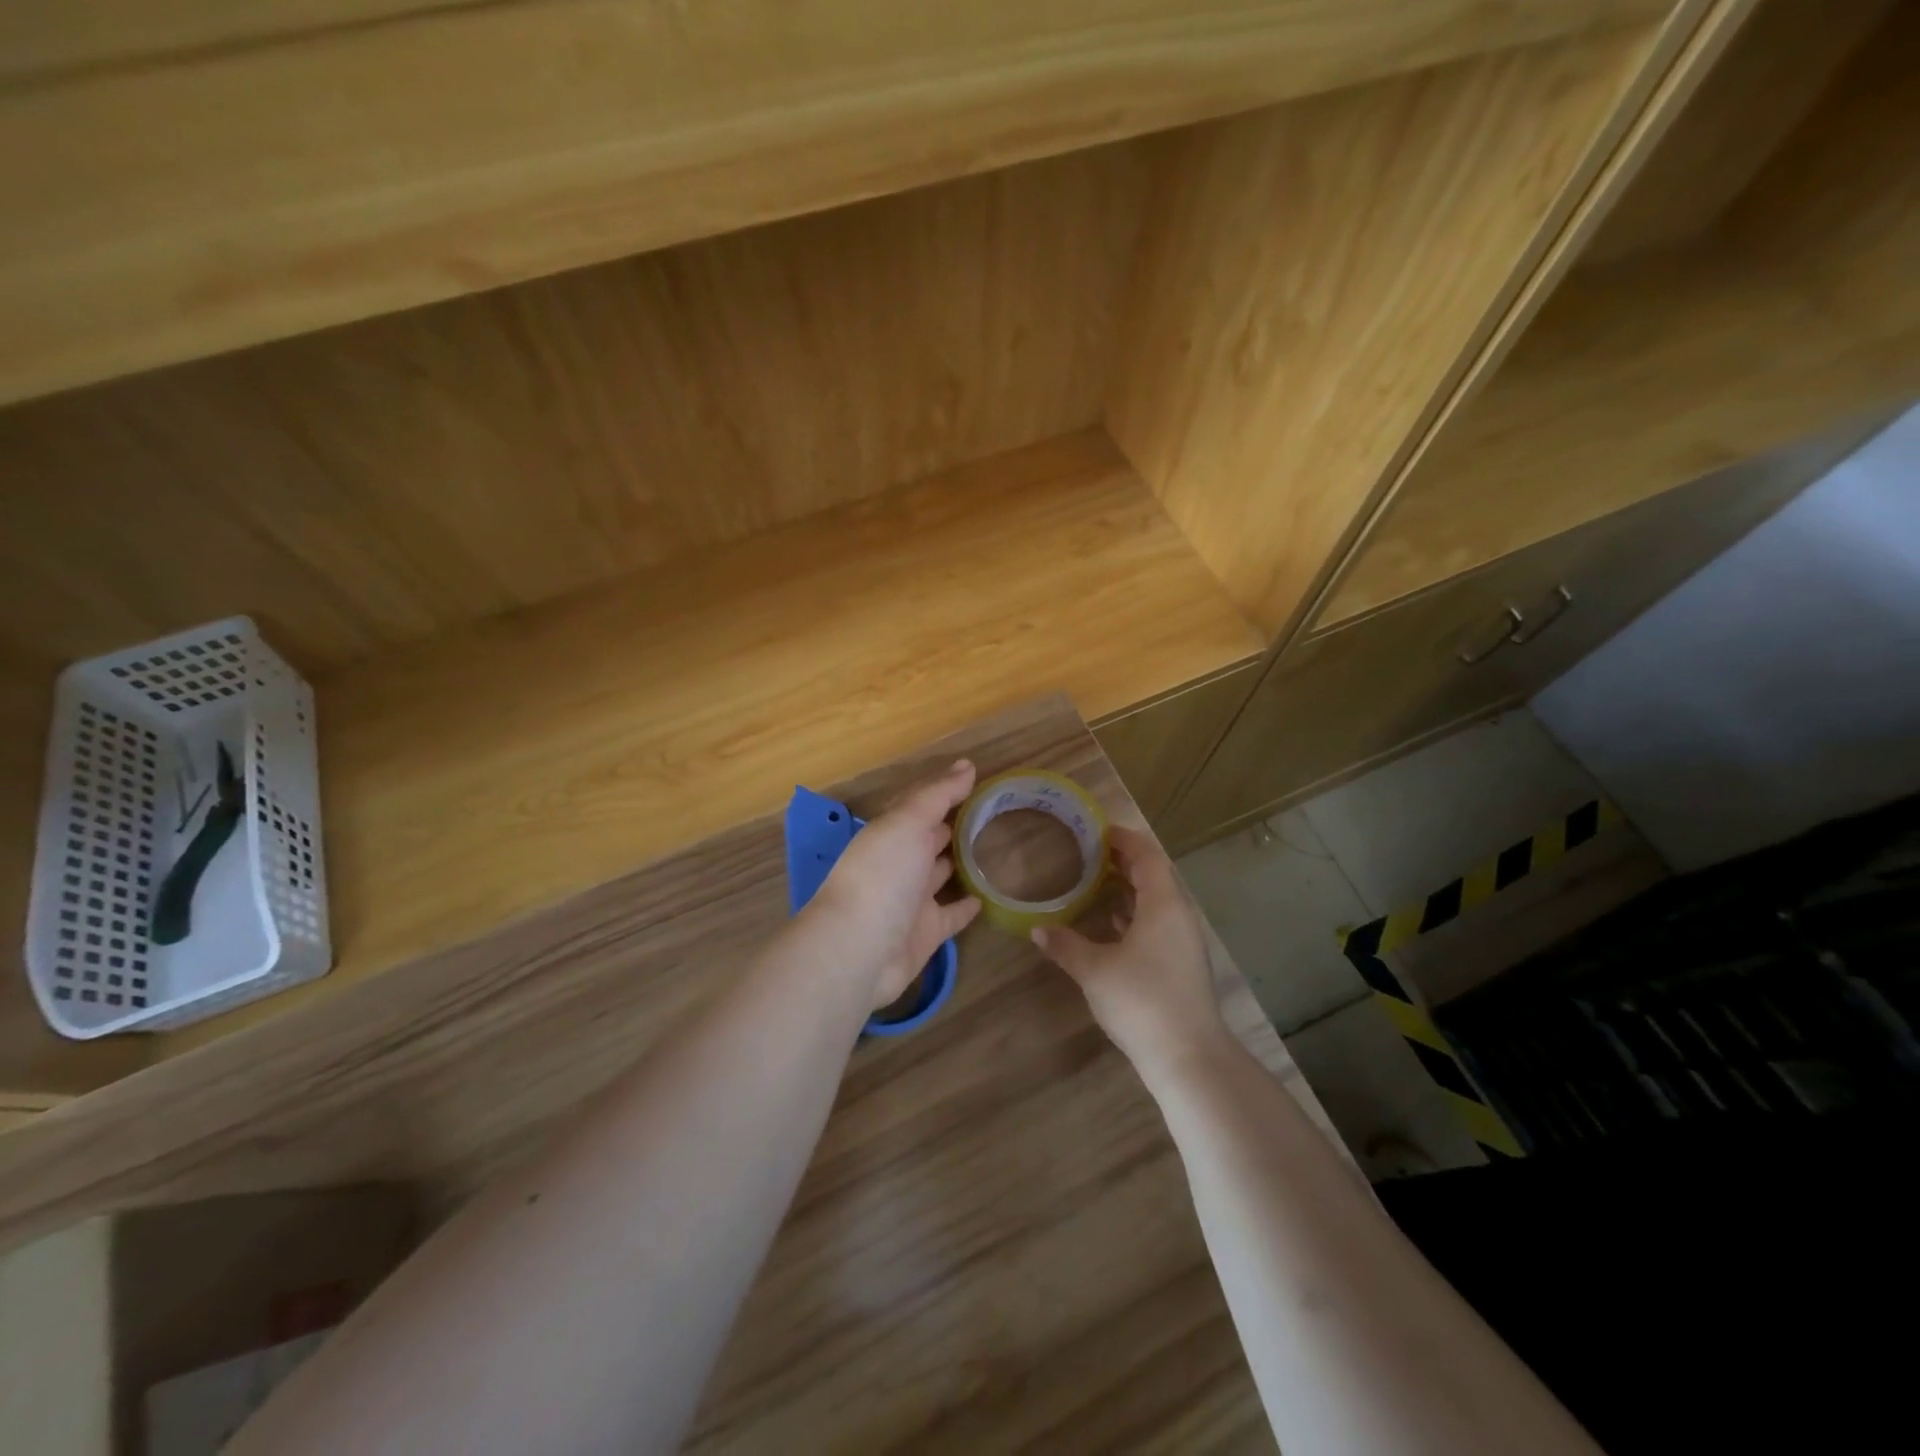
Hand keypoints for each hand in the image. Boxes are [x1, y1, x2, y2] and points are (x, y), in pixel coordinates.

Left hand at [807, 760, 983, 1008]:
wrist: (860, 949)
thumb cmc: (882, 875)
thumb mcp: (908, 822)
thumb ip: (938, 795)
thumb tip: (967, 764)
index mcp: (890, 833)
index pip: (918, 805)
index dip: (943, 791)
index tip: (975, 778)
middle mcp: (898, 863)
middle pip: (926, 839)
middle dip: (949, 825)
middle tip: (988, 812)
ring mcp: (912, 900)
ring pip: (939, 875)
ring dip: (958, 863)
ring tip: (991, 849)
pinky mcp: (927, 933)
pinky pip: (952, 915)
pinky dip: (966, 906)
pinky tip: (987, 897)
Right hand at [1031, 826, 1229, 1075]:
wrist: (1188, 1057)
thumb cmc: (1141, 1001)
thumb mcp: (1094, 971)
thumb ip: (1065, 946)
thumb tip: (1038, 930)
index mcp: (1163, 903)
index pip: (1146, 855)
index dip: (1123, 839)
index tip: (1095, 831)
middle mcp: (1178, 915)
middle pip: (1154, 874)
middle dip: (1123, 861)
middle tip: (1088, 854)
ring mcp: (1184, 941)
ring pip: (1157, 901)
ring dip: (1129, 888)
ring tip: (1095, 882)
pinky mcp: (1181, 963)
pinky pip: (1158, 923)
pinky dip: (1135, 914)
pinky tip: (1112, 925)